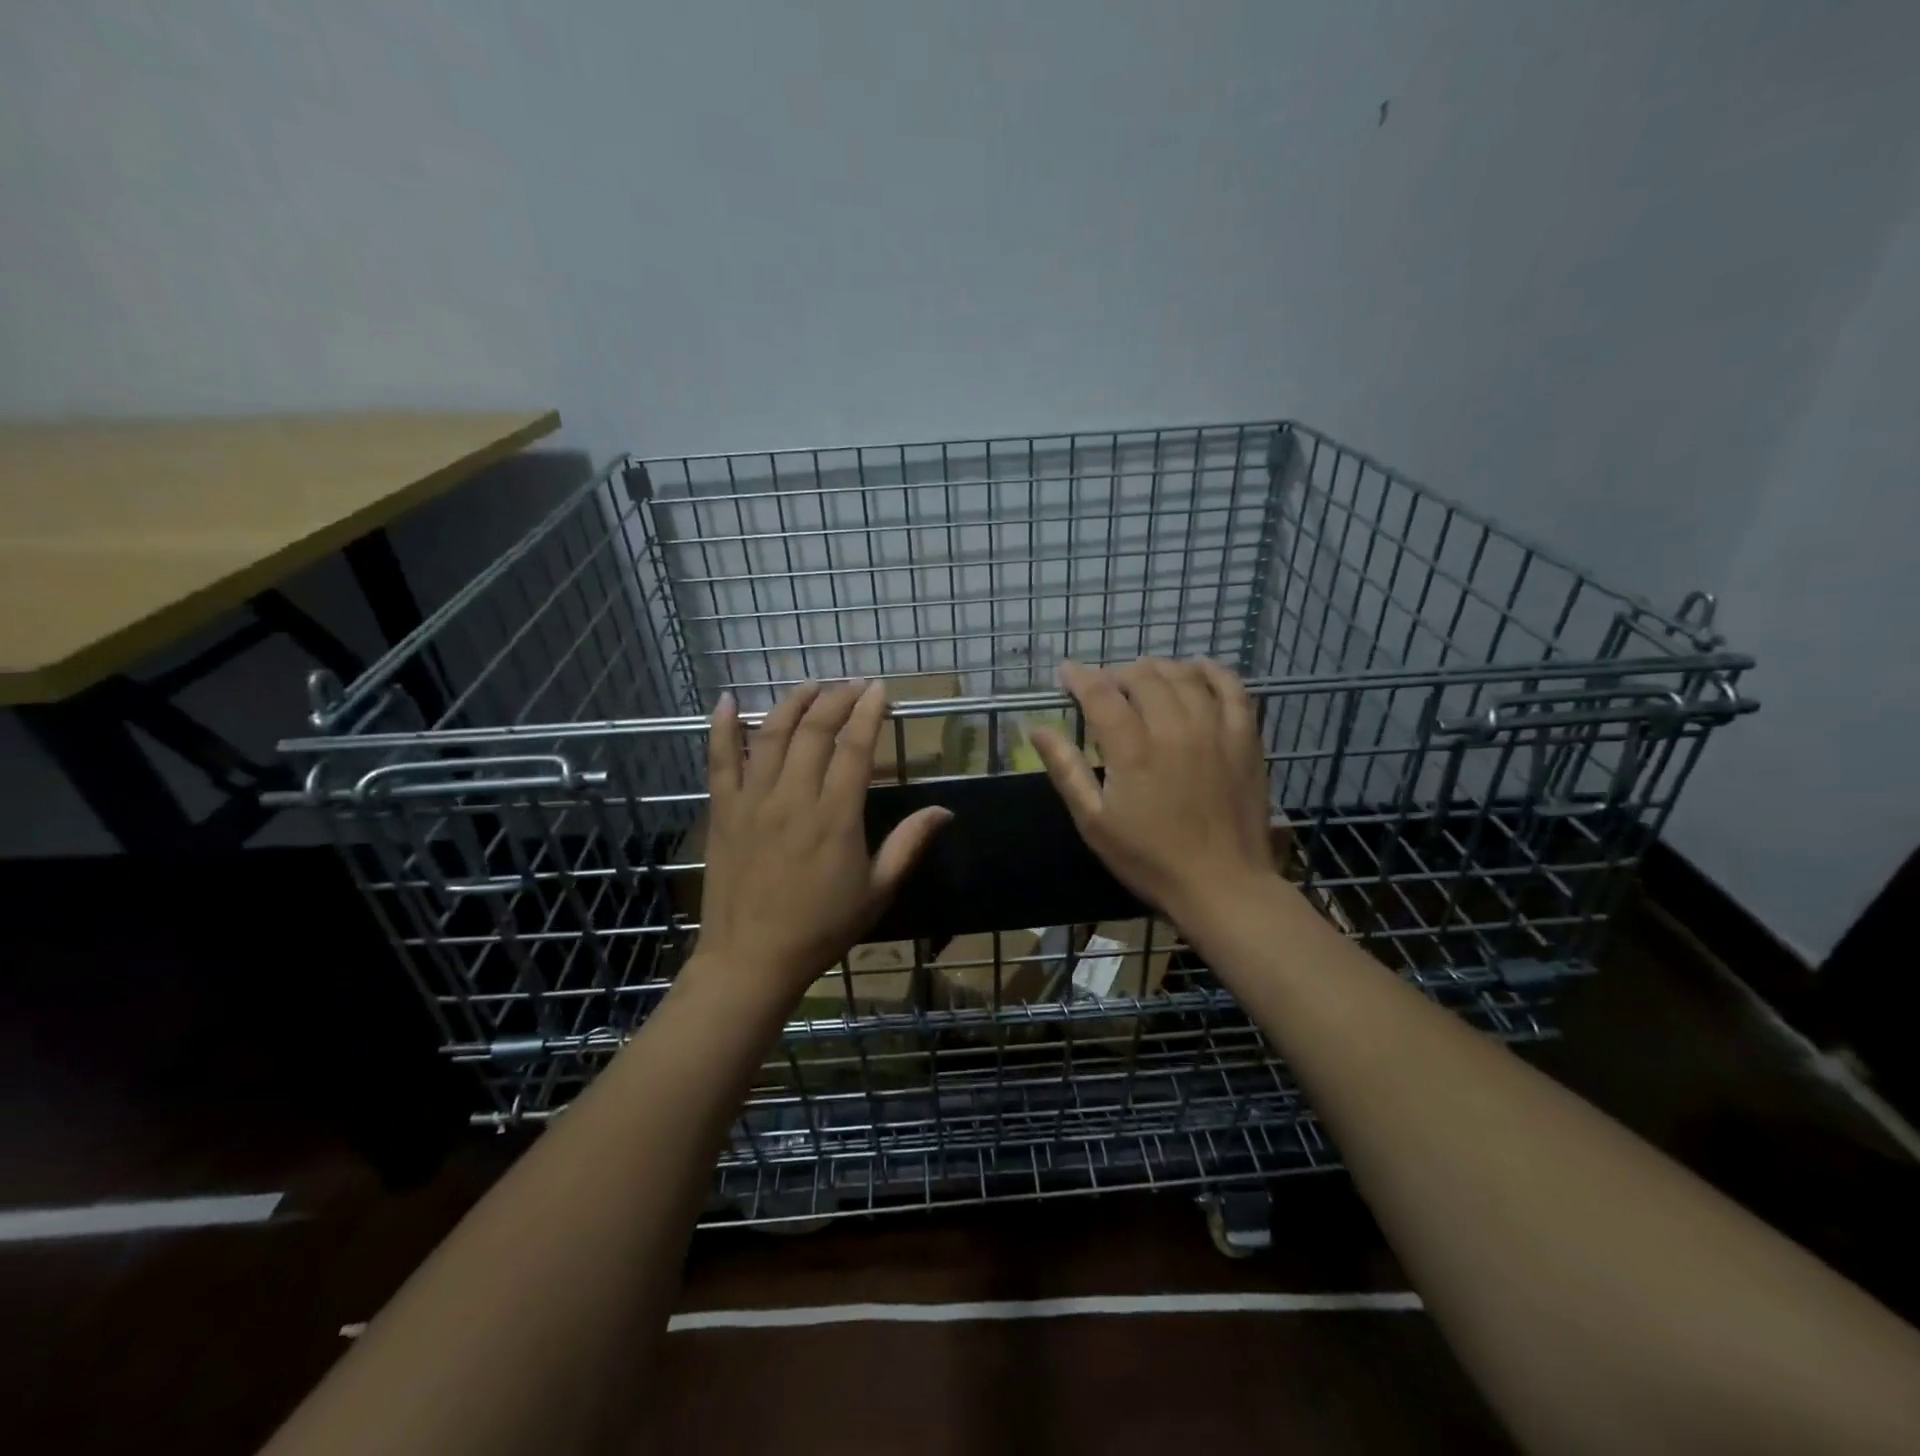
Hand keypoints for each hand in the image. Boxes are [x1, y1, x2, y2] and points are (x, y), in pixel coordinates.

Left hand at [687, 680, 951, 1011]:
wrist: (752, 958)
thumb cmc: (821, 927)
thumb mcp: (877, 890)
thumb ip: (909, 844)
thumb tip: (944, 810)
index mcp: (835, 816)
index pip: (855, 747)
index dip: (868, 713)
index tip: (879, 690)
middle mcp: (793, 798)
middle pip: (815, 731)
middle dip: (836, 699)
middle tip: (851, 685)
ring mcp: (753, 801)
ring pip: (771, 735)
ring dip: (792, 703)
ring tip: (811, 685)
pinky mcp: (723, 811)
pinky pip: (719, 760)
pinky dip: (722, 727)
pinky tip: (729, 701)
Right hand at [1030, 658, 1275, 926]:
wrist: (1222, 885)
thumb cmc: (1149, 859)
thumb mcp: (1094, 822)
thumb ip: (1066, 770)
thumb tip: (1038, 729)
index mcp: (1133, 750)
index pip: (1101, 694)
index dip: (1080, 677)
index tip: (1066, 672)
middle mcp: (1175, 729)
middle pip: (1143, 677)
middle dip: (1116, 674)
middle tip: (1105, 688)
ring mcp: (1215, 730)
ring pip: (1184, 676)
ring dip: (1157, 669)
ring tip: (1142, 678)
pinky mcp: (1245, 739)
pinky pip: (1232, 688)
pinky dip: (1212, 672)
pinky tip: (1197, 670)